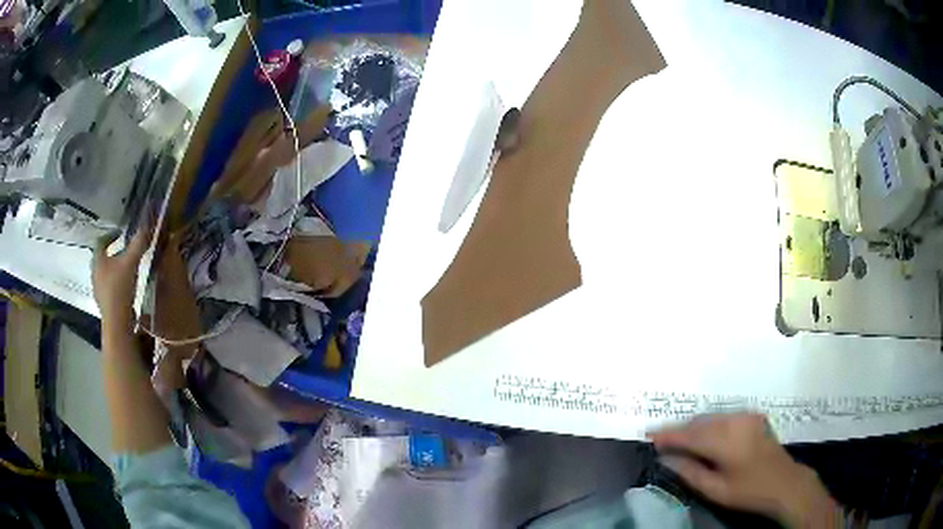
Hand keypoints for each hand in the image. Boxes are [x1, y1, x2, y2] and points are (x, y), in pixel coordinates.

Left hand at [92, 225, 152, 322]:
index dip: (110, 235)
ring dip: (113, 270)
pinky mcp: (103, 304)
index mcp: (98, 260)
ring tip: (125, 271)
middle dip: (112, 253)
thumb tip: (146, 226)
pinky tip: (124, 289)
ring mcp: (97, 290)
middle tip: (123, 252)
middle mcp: (94, 273)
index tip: (120, 233)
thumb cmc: (120, 288)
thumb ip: (138, 244)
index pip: (101, 241)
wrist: (117, 322)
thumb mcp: (131, 263)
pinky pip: (108, 288)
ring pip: (105, 274)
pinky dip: (115, 284)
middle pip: (102, 258)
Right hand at [649, 413, 842, 527]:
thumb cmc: (749, 491)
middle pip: (699, 422)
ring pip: (711, 417)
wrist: (785, 482)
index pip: (689, 435)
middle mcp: (735, 422)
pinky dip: (708, 424)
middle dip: (678, 430)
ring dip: (693, 427)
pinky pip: (723, 417)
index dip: (667, 436)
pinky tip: (702, 434)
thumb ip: (689, 472)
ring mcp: (746, 416)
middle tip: (659, 438)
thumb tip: (666, 458)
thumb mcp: (716, 490)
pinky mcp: (753, 417)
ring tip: (677, 438)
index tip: (648, 436)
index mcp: (726, 442)